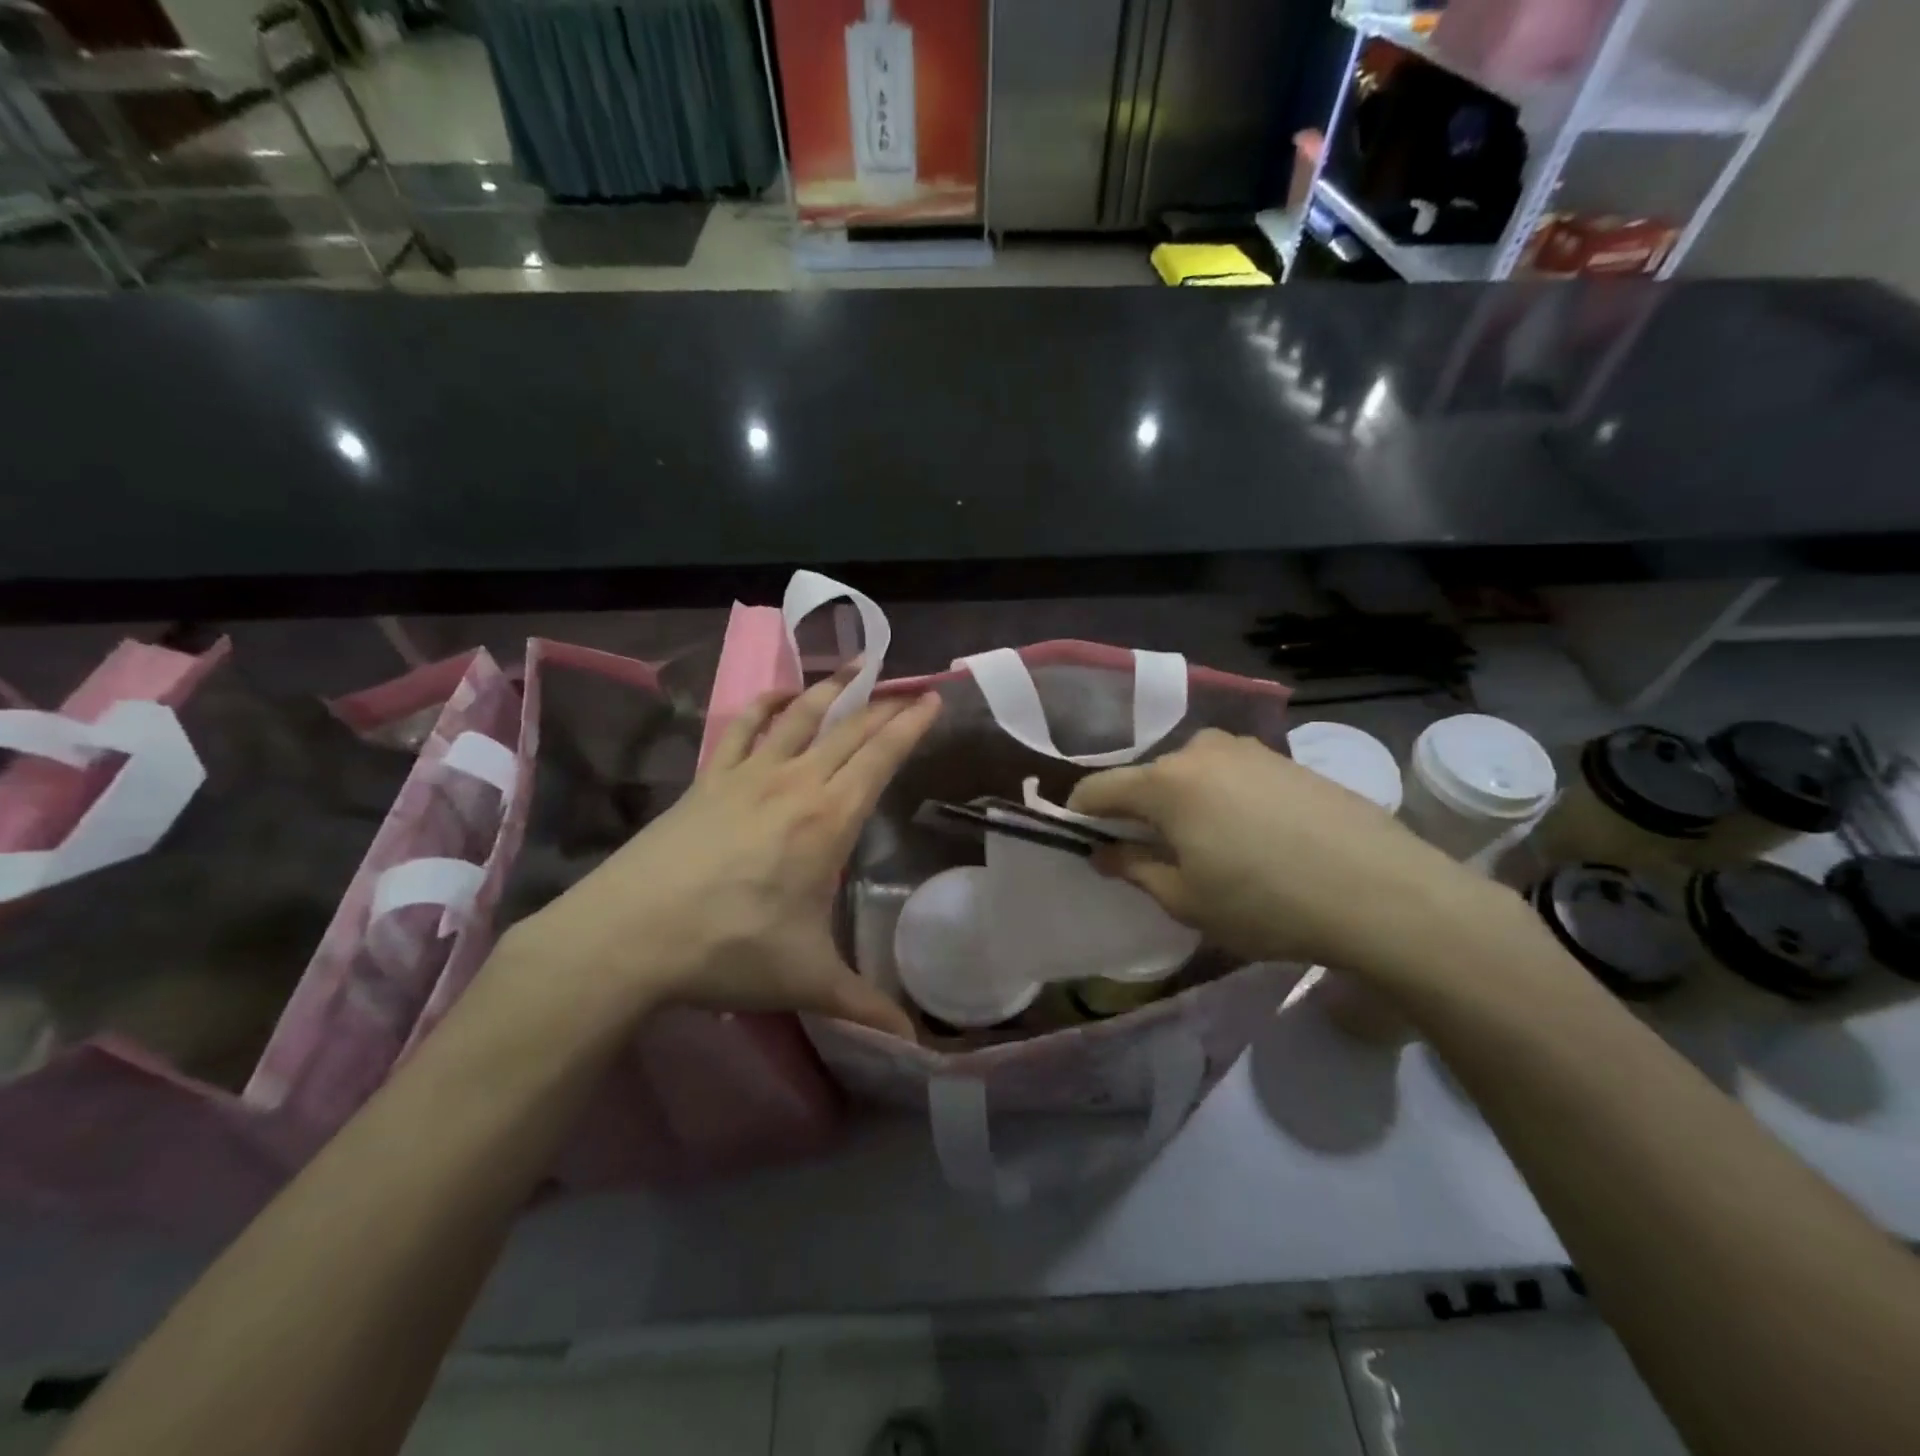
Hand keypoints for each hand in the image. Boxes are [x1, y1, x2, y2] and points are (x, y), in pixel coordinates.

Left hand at [499, 670, 938, 1039]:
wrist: (629, 936)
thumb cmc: (729, 950)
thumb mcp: (807, 981)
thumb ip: (864, 1006)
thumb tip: (913, 1048)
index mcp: (827, 820)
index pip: (879, 757)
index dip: (910, 724)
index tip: (933, 698)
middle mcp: (794, 784)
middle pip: (847, 729)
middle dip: (882, 704)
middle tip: (908, 686)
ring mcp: (746, 775)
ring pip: (798, 716)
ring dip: (830, 689)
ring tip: (855, 669)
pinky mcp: (707, 781)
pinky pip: (740, 727)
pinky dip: (764, 704)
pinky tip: (778, 696)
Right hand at [1067, 729, 1516, 982]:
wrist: (1383, 892)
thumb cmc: (1266, 903)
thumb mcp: (1186, 900)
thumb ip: (1134, 869)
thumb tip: (1105, 852)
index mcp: (1165, 782)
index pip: (1097, 789)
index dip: (1080, 814)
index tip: (1080, 839)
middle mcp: (1199, 750)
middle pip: (1146, 778)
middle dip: (1137, 812)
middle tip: (1151, 854)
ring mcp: (1247, 749)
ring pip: (1190, 774)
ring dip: (1182, 803)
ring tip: (1205, 846)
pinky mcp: (1284, 758)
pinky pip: (1230, 774)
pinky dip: (1221, 798)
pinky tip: (1251, 836)